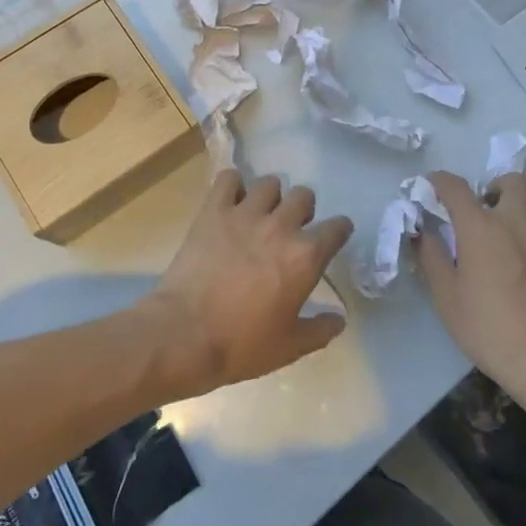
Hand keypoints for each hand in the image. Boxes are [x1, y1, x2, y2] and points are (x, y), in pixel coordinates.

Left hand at [142, 170, 352, 398]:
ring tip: (260, 214)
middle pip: (304, 196)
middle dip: (302, 210)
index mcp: (306, 256)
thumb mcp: (290, 347)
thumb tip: (339, 319)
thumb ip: (320, 330)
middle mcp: (281, 226)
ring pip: (269, 183)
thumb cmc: (242, 344)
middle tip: (290, 229)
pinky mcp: (214, 210)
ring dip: (270, 197)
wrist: (186, 334)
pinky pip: (228, 178)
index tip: (332, 238)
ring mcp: (245, 214)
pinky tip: (230, 203)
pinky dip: (232, 186)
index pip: (338, 227)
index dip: (339, 231)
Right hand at [417, 171, 525, 409]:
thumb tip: (423, 233)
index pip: (456, 187)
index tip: (429, 186)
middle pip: (513, 183)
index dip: (439, 180)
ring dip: (508, 217)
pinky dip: (522, 245)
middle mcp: (514, 225)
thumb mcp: (447, 297)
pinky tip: (513, 279)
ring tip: (491, 250)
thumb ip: (432, 258)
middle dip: (494, 185)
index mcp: (481, 227)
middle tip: (479, 208)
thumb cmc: (489, 327)